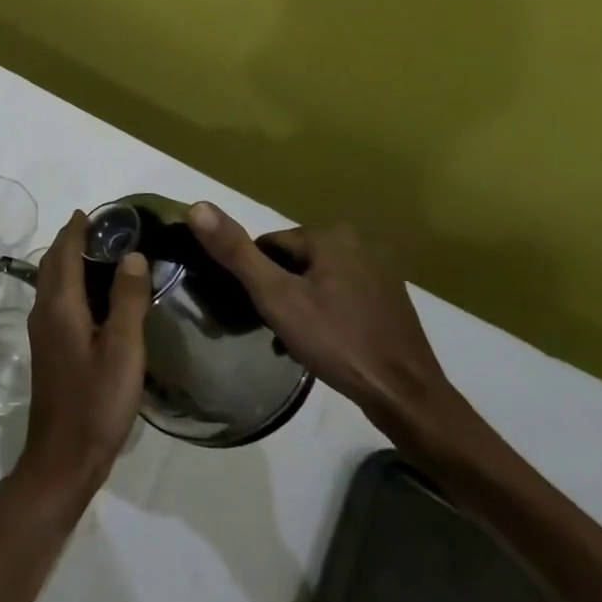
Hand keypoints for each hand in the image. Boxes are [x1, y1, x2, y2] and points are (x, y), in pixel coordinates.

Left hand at [15, 212, 150, 502]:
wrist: (63, 455)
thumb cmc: (96, 402)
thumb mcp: (123, 351)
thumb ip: (127, 301)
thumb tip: (132, 254)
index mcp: (60, 306)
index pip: (64, 254)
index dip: (76, 230)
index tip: (91, 211)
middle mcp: (44, 312)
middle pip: (53, 264)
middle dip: (70, 241)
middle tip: (100, 227)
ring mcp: (43, 332)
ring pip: (52, 283)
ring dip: (68, 261)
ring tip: (97, 252)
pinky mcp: (48, 349)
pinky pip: (56, 301)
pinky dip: (69, 284)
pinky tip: (91, 296)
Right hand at [187, 203, 458, 437]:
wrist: (405, 395)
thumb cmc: (336, 341)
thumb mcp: (275, 297)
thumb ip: (236, 252)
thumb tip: (196, 206)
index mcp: (330, 234)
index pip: (267, 247)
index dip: (257, 281)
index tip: (261, 312)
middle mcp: (359, 241)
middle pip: (292, 262)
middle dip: (279, 293)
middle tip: (277, 329)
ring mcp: (380, 270)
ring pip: (315, 280)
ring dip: (300, 305)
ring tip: (298, 341)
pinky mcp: (390, 297)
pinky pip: (340, 295)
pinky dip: (326, 314)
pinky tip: (325, 343)